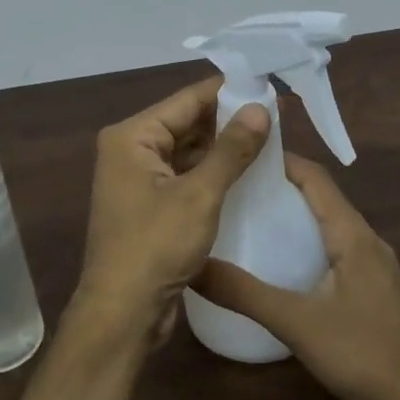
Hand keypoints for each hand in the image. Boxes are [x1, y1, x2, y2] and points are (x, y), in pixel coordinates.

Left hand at [73, 77, 270, 343]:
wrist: (122, 313)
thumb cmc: (155, 246)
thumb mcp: (199, 195)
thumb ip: (231, 149)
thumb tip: (261, 109)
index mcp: (132, 136)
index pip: (186, 100)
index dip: (228, 92)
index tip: (268, 86)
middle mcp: (130, 150)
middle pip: (186, 123)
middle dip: (229, 120)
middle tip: (277, 115)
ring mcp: (137, 179)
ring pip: (187, 151)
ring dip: (223, 147)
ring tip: (270, 139)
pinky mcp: (149, 205)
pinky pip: (185, 176)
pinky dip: (212, 173)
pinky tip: (246, 172)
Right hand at [193, 155, 399, 399]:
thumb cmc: (362, 352)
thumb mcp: (296, 322)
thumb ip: (244, 294)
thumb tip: (193, 266)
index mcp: (352, 234)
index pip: (315, 177)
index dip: (281, 160)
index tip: (241, 155)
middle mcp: (366, 239)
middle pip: (321, 196)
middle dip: (280, 186)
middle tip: (235, 187)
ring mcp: (373, 264)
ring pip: (329, 224)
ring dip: (294, 215)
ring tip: (250, 219)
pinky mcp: (372, 288)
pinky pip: (335, 248)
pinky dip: (307, 242)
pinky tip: (281, 262)